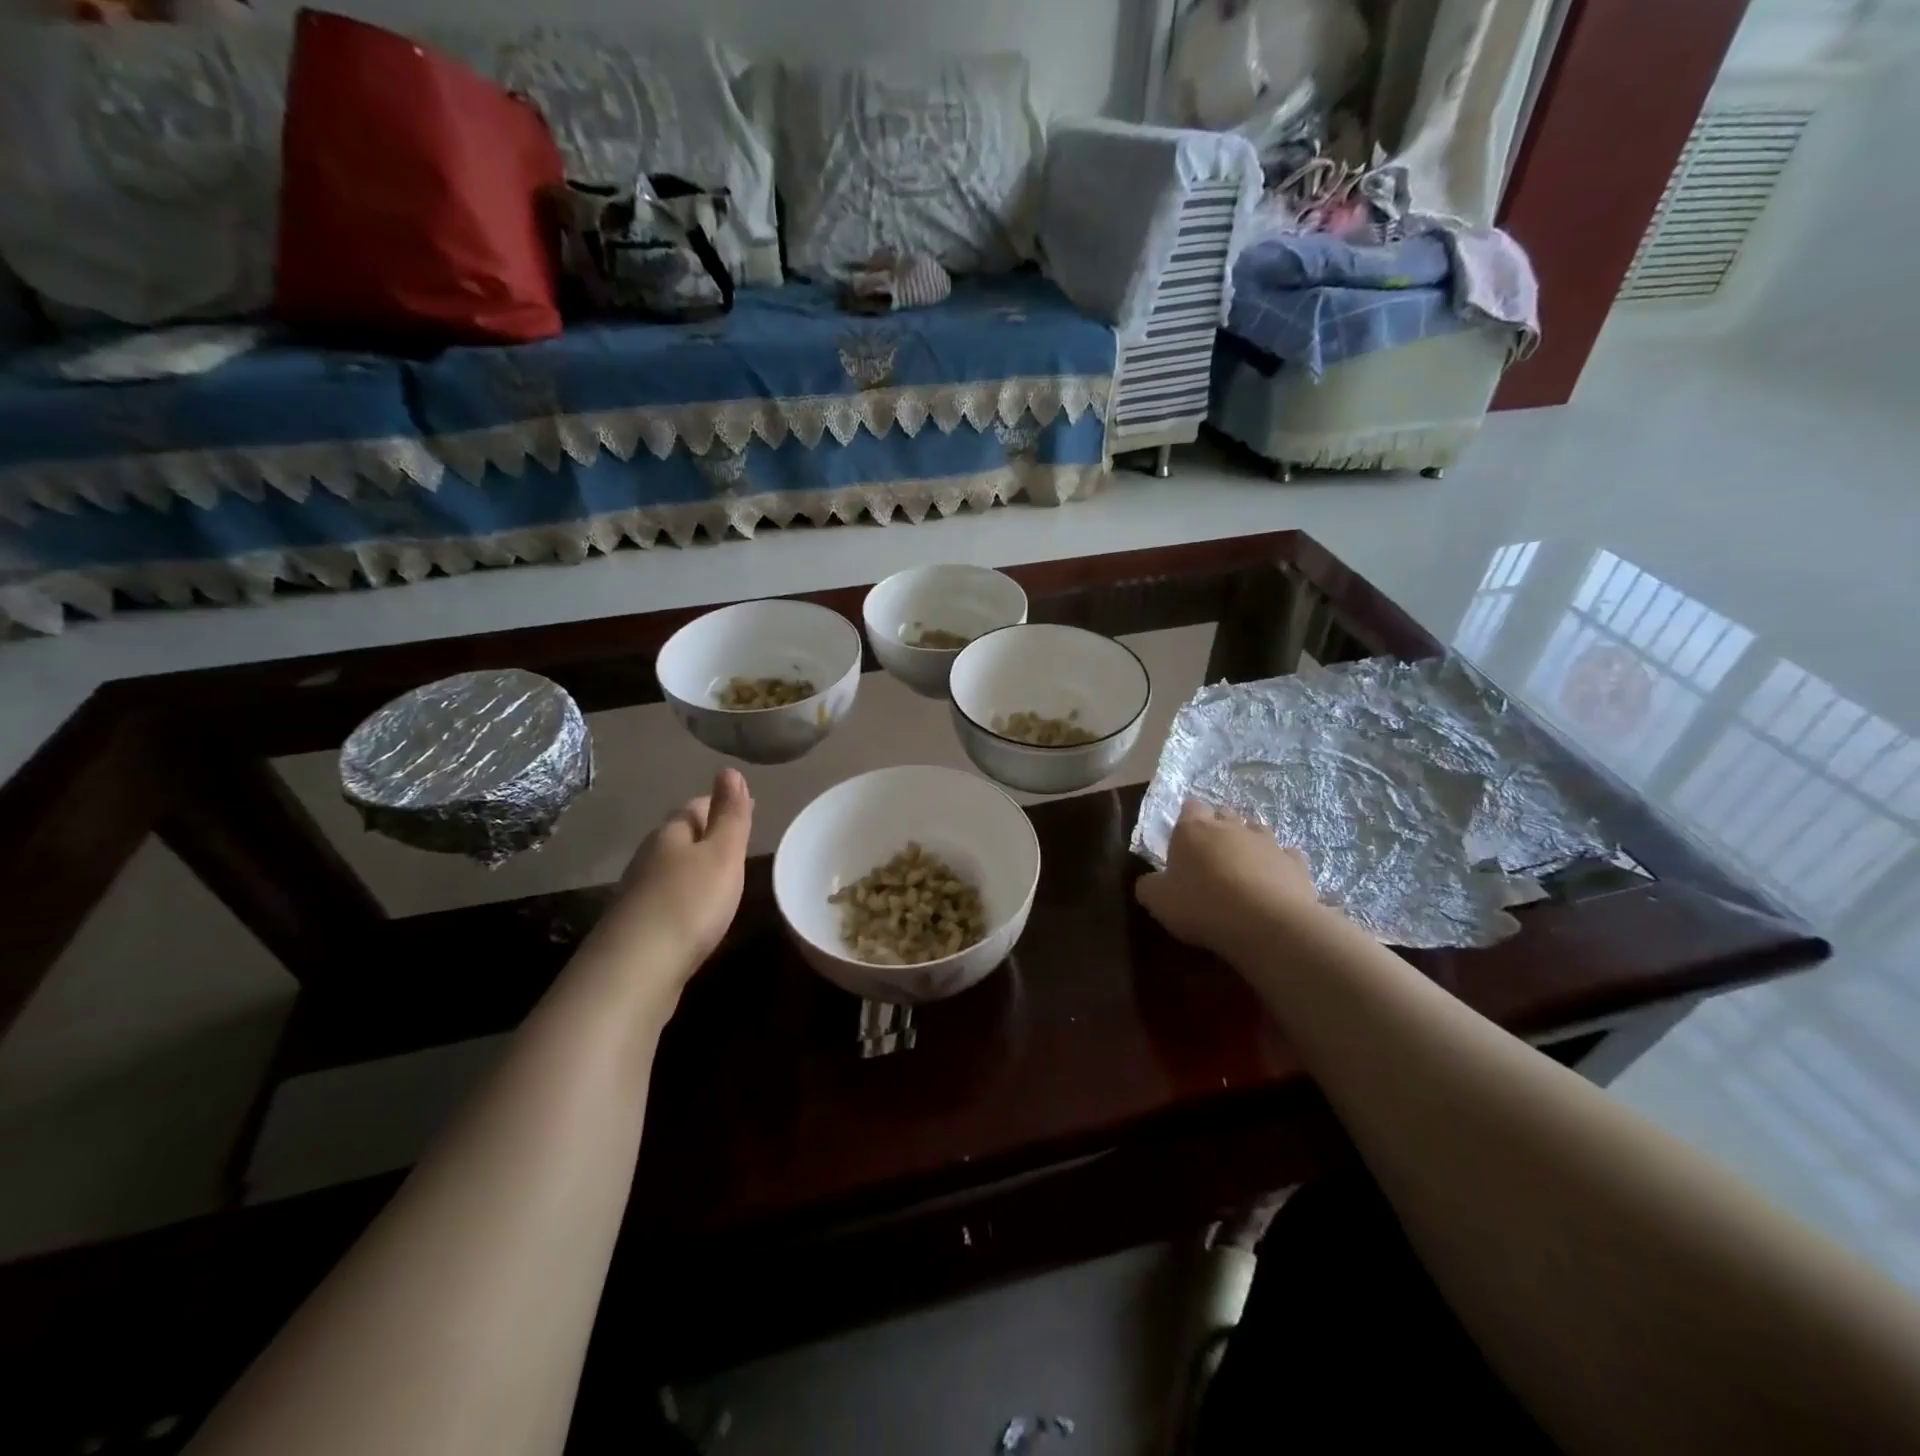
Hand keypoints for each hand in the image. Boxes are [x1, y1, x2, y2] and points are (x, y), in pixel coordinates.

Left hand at [602, 768, 754, 984]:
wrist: (636, 970)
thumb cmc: (689, 902)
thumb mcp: (722, 854)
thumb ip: (730, 815)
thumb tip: (729, 770)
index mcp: (670, 834)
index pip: (695, 808)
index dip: (719, 804)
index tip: (743, 806)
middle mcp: (649, 858)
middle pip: (679, 836)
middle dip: (705, 833)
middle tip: (734, 838)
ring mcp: (638, 894)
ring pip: (671, 868)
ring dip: (693, 866)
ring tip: (720, 874)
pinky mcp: (637, 927)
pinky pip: (667, 899)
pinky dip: (685, 896)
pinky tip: (696, 911)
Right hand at [1134, 798, 1322, 959]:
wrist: (1267, 923)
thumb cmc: (1202, 905)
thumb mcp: (1158, 901)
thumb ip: (1149, 886)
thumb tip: (1149, 882)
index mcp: (1193, 829)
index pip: (1189, 808)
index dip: (1186, 820)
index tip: (1183, 841)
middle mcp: (1231, 827)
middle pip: (1224, 815)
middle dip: (1219, 829)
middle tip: (1211, 856)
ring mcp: (1268, 842)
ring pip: (1257, 831)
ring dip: (1249, 844)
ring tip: (1243, 867)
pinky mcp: (1296, 863)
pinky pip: (1287, 856)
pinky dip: (1279, 864)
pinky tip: (1275, 881)